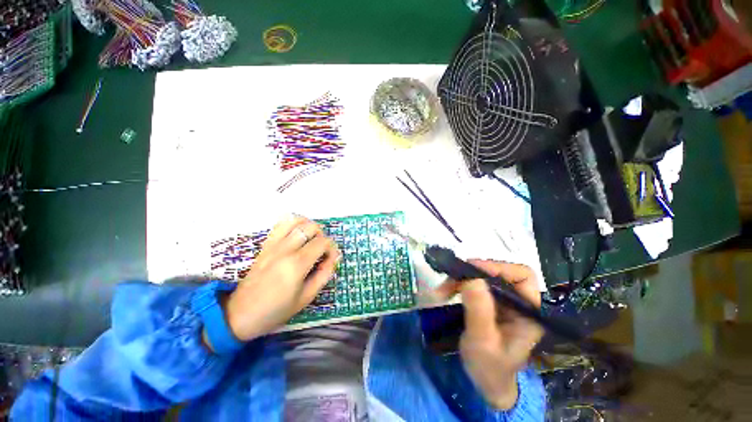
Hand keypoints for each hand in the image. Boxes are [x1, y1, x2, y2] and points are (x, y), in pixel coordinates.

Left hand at [217, 216, 340, 343]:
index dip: (332, 248)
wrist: (240, 314)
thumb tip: (334, 257)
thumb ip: (324, 274)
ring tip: (310, 239)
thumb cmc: (276, 310)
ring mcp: (273, 244)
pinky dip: (293, 223)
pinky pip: (281, 224)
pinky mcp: (265, 244)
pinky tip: (297, 234)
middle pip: (311, 227)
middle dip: (322, 236)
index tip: (330, 259)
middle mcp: (285, 249)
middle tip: (321, 250)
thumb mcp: (307, 297)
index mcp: (296, 264)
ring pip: (296, 220)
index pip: (322, 242)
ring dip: (308, 226)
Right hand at [433, 260, 542, 409]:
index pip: (522, 275)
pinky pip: (472, 283)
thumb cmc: (490, 368)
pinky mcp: (488, 301)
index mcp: (528, 310)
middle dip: (471, 273)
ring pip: (481, 276)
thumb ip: (479, 311)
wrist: (486, 382)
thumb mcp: (483, 341)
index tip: (471, 271)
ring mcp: (501, 300)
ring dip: (459, 279)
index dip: (498, 268)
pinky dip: (457, 284)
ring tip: (442, 291)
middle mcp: (517, 300)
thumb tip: (471, 277)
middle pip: (497, 272)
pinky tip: (446, 292)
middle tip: (449, 281)